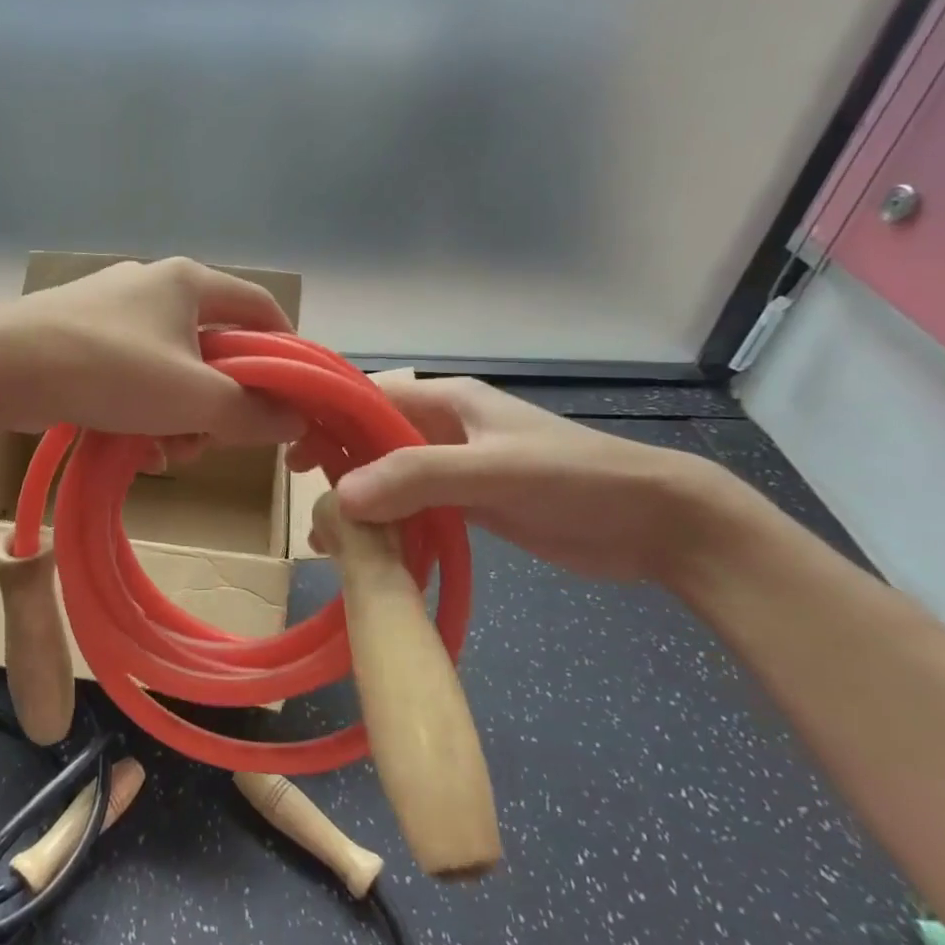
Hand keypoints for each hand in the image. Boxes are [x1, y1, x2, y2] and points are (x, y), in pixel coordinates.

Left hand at [0, 258, 304, 444]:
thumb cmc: (109, 371)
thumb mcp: (192, 398)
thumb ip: (251, 411)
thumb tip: (294, 420)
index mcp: (189, 282)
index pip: (261, 307)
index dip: (285, 350)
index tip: (290, 396)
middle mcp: (152, 286)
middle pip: (213, 347)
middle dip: (219, 402)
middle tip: (212, 442)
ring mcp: (111, 310)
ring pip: (171, 368)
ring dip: (180, 415)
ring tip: (167, 454)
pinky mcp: (80, 336)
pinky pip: (131, 374)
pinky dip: (142, 410)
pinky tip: (133, 446)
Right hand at [296, 377, 730, 582]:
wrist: (655, 522)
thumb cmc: (573, 478)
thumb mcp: (493, 471)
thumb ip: (417, 478)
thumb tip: (339, 497)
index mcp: (446, 399)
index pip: (367, 395)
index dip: (325, 414)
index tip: (290, 447)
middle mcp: (441, 428)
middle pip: (369, 436)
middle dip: (334, 460)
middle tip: (301, 495)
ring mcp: (453, 467)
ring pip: (386, 475)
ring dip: (356, 499)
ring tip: (324, 535)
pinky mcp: (466, 503)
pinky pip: (410, 507)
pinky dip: (385, 524)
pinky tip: (364, 549)